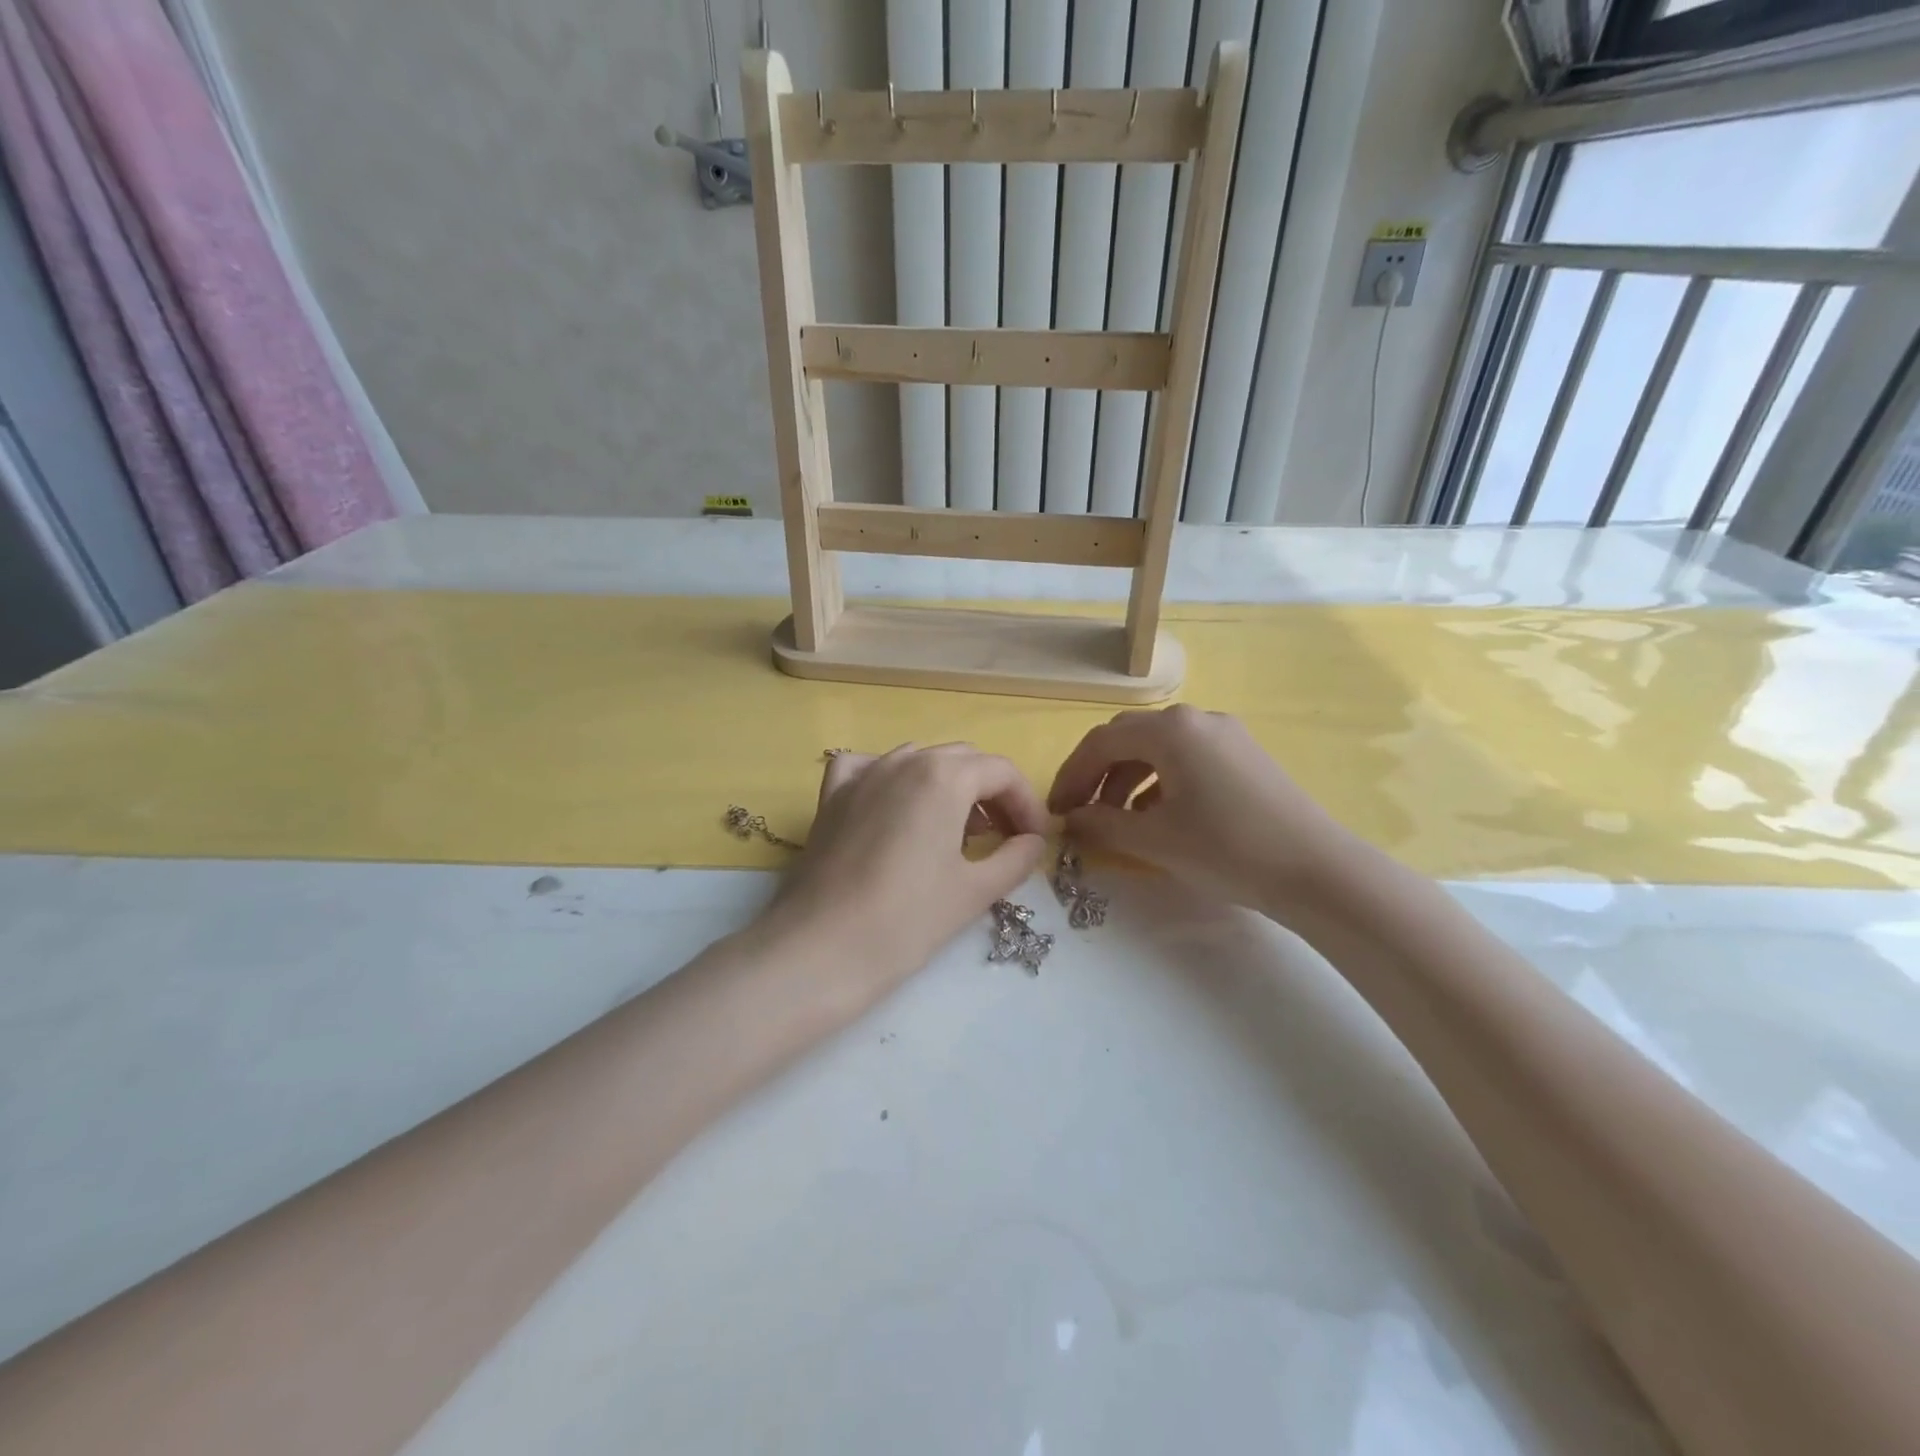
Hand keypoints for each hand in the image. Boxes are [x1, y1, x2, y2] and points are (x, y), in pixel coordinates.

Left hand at [763, 744, 1049, 1003]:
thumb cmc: (906, 921)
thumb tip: (1033, 841)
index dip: (1027, 804)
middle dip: (992, 794)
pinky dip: (892, 779)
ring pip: (919, 761)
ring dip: (948, 787)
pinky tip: (895, 808)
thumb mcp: (974, 891)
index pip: (1001, 772)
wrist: (819, 951)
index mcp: (943, 776)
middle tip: (1006, 837)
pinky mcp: (832, 797)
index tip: (1035, 840)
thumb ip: (1016, 858)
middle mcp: (904, 761)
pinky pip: (869, 768)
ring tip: (957, 831)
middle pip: (963, 761)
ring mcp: (863, 775)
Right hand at [1047, 706, 1360, 914]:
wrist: (1317, 870)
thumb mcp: (1154, 840)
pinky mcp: (1243, 755)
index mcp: (1171, 730)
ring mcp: (1225, 734)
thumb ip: (1102, 826)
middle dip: (1096, 774)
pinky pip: (1186, 758)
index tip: (1055, 811)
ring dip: (1127, 780)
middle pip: (1128, 738)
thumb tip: (1071, 821)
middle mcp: (1196, 720)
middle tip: (1079, 811)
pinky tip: (1157, 817)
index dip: (1071, 776)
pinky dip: (1159, 782)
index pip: (1101, 742)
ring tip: (1116, 821)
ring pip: (1158, 748)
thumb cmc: (1227, 849)